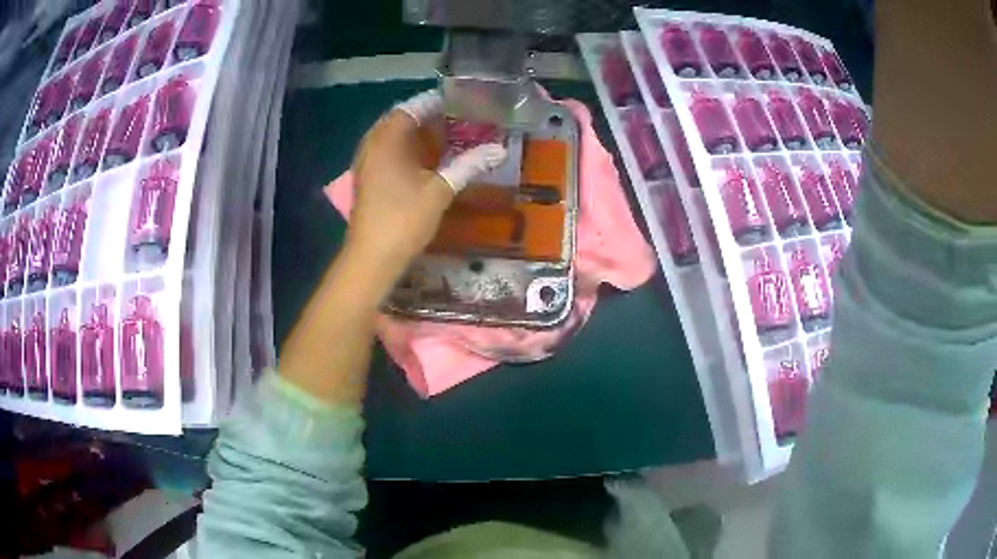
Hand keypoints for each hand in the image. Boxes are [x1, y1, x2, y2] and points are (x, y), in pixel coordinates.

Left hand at [347, 90, 506, 278]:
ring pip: (392, 136)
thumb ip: (469, 165)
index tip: (460, 102)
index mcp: (387, 140)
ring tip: (444, 136)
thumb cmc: (404, 219)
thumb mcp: (441, 190)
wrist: (372, 257)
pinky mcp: (366, 178)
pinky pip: (386, 151)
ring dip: (416, 133)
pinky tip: (425, 160)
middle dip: (427, 117)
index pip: (412, 107)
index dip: (435, 102)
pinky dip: (406, 149)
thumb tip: (499, 150)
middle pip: (400, 119)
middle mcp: (372, 145)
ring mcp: (366, 162)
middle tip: (455, 119)